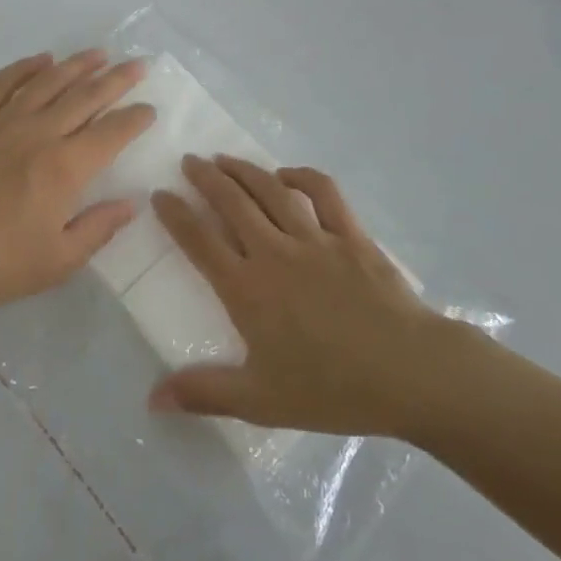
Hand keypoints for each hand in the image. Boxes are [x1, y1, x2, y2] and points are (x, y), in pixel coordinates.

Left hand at [0, 50, 155, 318]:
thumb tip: (131, 201)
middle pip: (85, 96)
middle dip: (116, 79)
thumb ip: (99, 228)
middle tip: (138, 65)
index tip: (149, 108)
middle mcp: (38, 133)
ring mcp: (0, 121)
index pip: (111, 132)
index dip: (135, 118)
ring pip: (47, 81)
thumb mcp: (58, 261)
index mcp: (64, 168)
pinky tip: (41, 60)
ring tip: (98, 53)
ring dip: (77, 65)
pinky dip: (25, 67)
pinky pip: (2, 83)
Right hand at [148, 156, 460, 438]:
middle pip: (231, 203)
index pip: (200, 241)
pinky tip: (286, 174)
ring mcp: (314, 238)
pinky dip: (301, 176)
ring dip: (243, 170)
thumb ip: (205, 393)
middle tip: (189, 160)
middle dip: (205, 178)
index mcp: (248, 289)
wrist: (408, 373)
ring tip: (224, 158)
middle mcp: (274, 252)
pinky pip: (322, 192)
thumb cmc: (331, 389)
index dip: (176, 214)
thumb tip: (152, 398)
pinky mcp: (349, 234)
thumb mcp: (261, 402)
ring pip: (269, 190)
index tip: (160, 194)